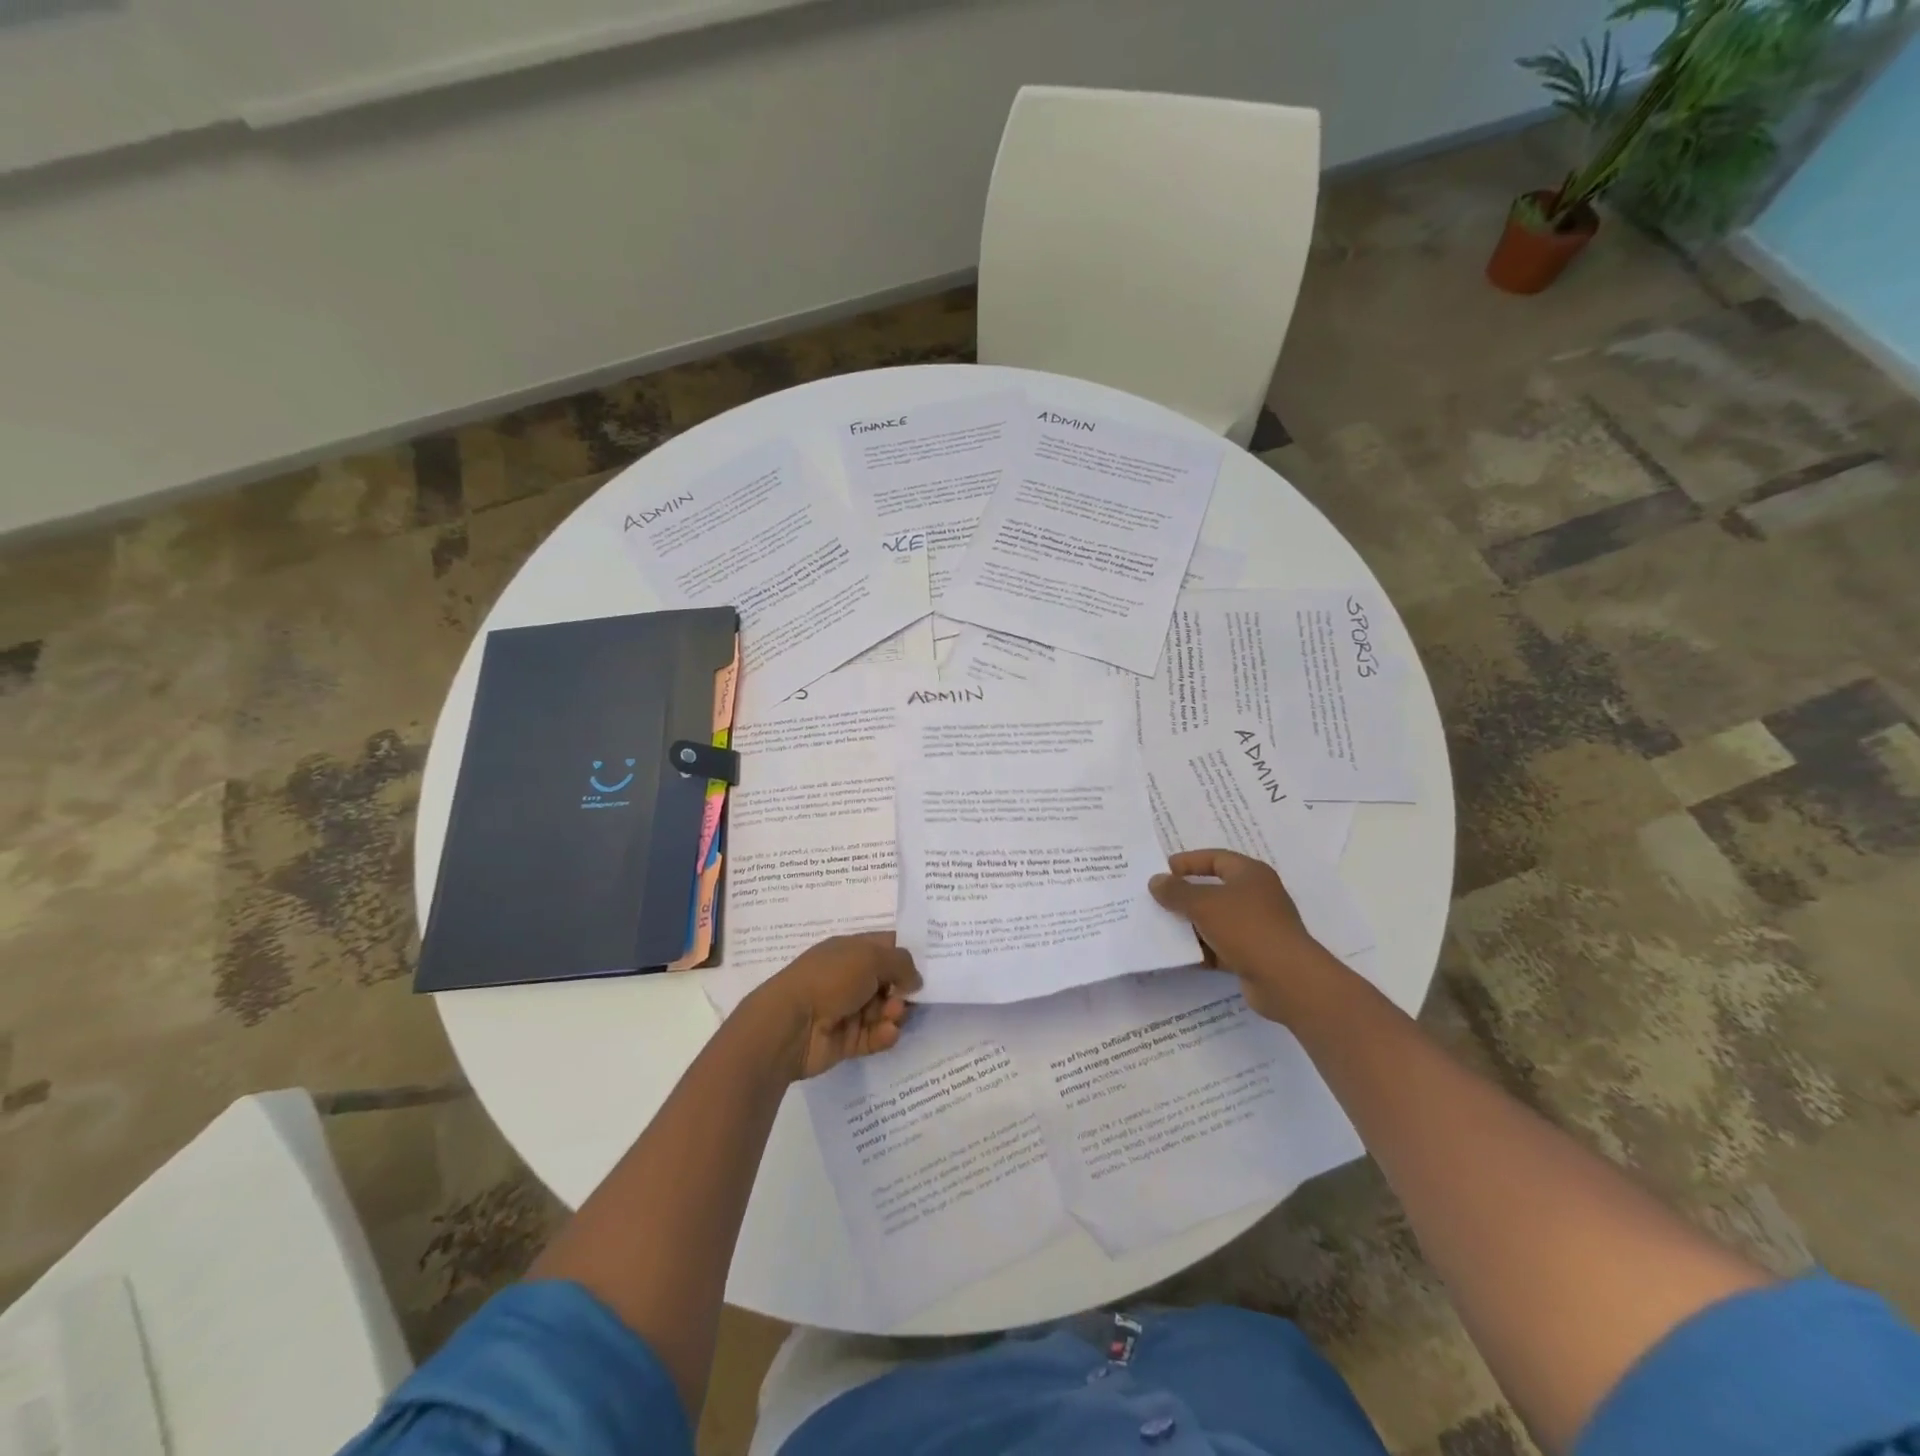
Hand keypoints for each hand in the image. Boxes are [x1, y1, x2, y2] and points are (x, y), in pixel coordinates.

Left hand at [748, 933, 921, 1080]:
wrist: (790, 1025)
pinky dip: (884, 1035)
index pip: (886, 946)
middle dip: (904, 989)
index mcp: (850, 950)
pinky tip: (888, 1032)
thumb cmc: (829, 979)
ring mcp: (848, 1010)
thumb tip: (915, 979)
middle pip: (890, 982)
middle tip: (909, 996)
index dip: (908, 953)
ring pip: (885, 1011)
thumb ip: (900, 963)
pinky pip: (875, 1036)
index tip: (933, 963)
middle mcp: (850, 977)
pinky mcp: (848, 1040)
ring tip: (892, 1016)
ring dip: (895, 1013)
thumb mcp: (870, 957)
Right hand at [1149, 849, 1337, 1024]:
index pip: (1216, 858)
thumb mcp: (1204, 904)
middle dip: (1186, 895)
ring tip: (1162, 926)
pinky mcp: (1254, 955)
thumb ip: (1176, 891)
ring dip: (1192, 924)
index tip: (1163, 870)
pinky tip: (1181, 955)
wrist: (1286, 980)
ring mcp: (1257, 927)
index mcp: (1251, 875)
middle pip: (1215, 890)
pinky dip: (1203, 949)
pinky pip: (1221, 946)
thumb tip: (1156, 881)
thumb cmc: (1246, 928)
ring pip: (1216, 920)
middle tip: (1158, 899)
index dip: (1189, 862)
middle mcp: (1257, 897)